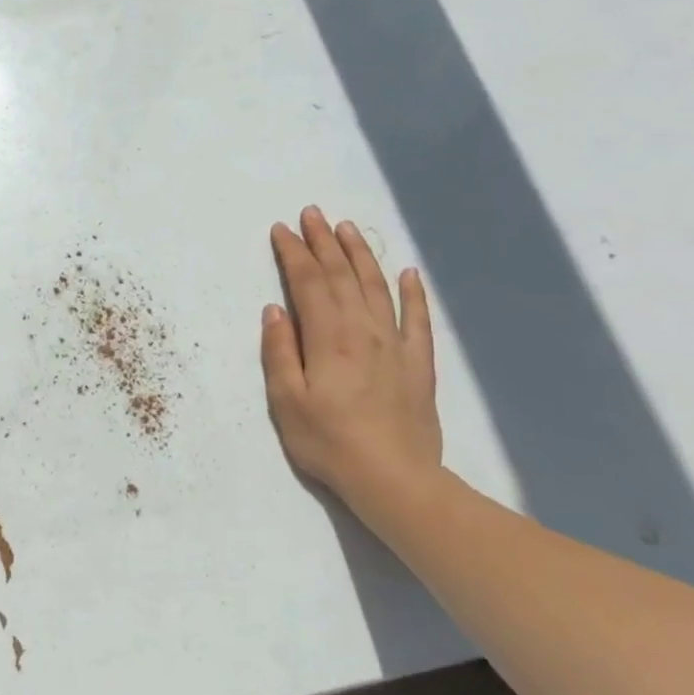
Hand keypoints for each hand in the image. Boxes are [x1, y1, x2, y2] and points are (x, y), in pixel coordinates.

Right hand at [261, 208, 442, 521]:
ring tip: (347, 229)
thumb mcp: (287, 401)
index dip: (294, 253)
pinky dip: (412, 292)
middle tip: (312, 213)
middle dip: (323, 242)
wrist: (396, 480)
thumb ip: (279, 352)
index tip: (282, 229)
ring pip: (376, 287)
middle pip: (341, 276)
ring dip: (360, 255)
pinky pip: (417, 318)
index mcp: (328, 337)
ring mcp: (395, 344)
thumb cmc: (330, 442)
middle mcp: (363, 330)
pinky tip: (408, 272)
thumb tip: (275, 310)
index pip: (308, 283)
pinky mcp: (418, 363)